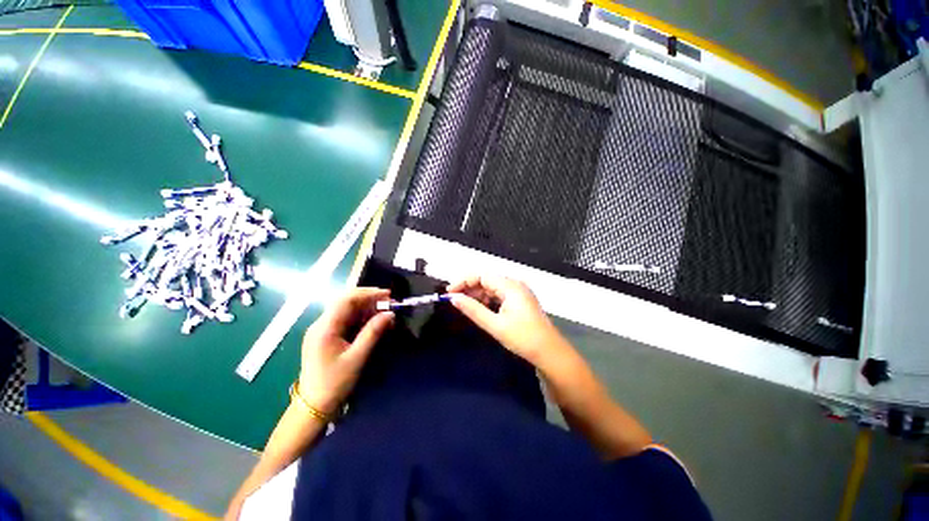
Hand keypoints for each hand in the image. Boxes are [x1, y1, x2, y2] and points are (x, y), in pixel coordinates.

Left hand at [298, 287, 394, 414]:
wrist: (313, 406)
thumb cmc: (334, 383)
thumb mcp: (357, 357)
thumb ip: (373, 333)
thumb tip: (390, 314)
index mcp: (324, 328)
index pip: (346, 300)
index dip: (367, 293)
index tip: (387, 294)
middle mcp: (321, 324)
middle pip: (346, 302)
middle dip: (369, 299)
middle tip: (389, 303)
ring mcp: (322, 330)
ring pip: (347, 310)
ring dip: (366, 308)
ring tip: (385, 312)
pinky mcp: (326, 336)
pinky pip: (345, 320)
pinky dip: (361, 318)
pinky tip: (373, 322)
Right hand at [448, 276, 569, 365]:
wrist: (549, 352)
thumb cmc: (523, 338)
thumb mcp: (495, 325)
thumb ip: (473, 310)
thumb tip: (454, 298)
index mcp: (510, 286)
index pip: (482, 275)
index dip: (464, 281)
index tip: (449, 292)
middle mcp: (515, 284)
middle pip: (487, 279)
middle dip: (470, 287)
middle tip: (455, 300)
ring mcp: (519, 291)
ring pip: (493, 287)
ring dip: (478, 294)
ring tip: (465, 305)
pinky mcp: (520, 300)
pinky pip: (500, 294)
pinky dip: (488, 299)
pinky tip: (481, 308)